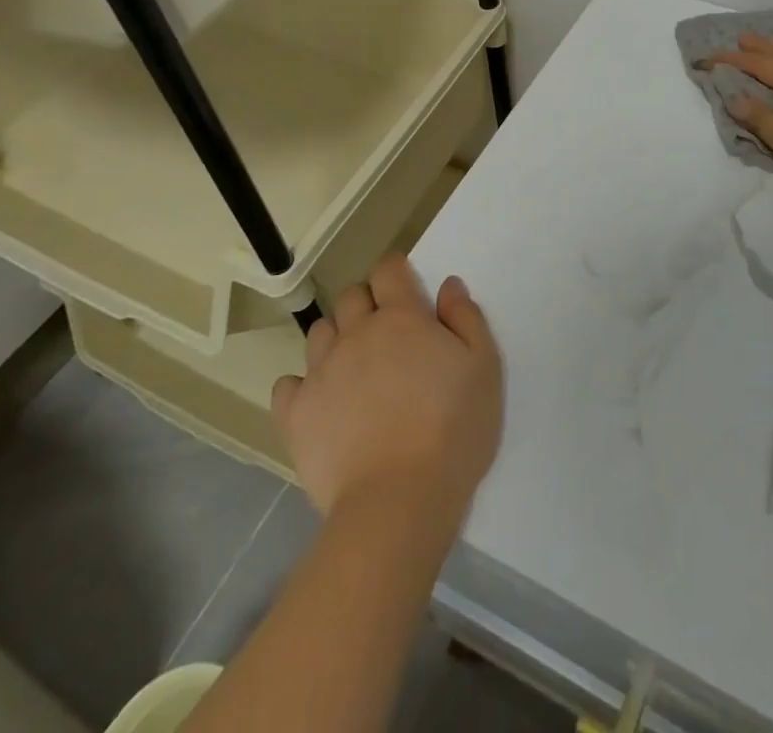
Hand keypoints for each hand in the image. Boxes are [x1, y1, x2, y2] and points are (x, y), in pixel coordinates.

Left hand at [272, 256, 502, 526]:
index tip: (406, 288)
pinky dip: (303, 386)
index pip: (389, 270)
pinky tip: (321, 402)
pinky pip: (288, 385)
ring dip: (336, 338)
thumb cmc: (453, 429)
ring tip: (355, 367)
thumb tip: (448, 285)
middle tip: (386, 332)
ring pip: (320, 333)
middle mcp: (356, 334)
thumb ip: (466, 318)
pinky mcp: (296, 415)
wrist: (398, 501)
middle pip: (351, 296)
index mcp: (402, 317)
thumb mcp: (484, 368)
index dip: (396, 272)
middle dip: (367, 302)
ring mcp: (321, 373)